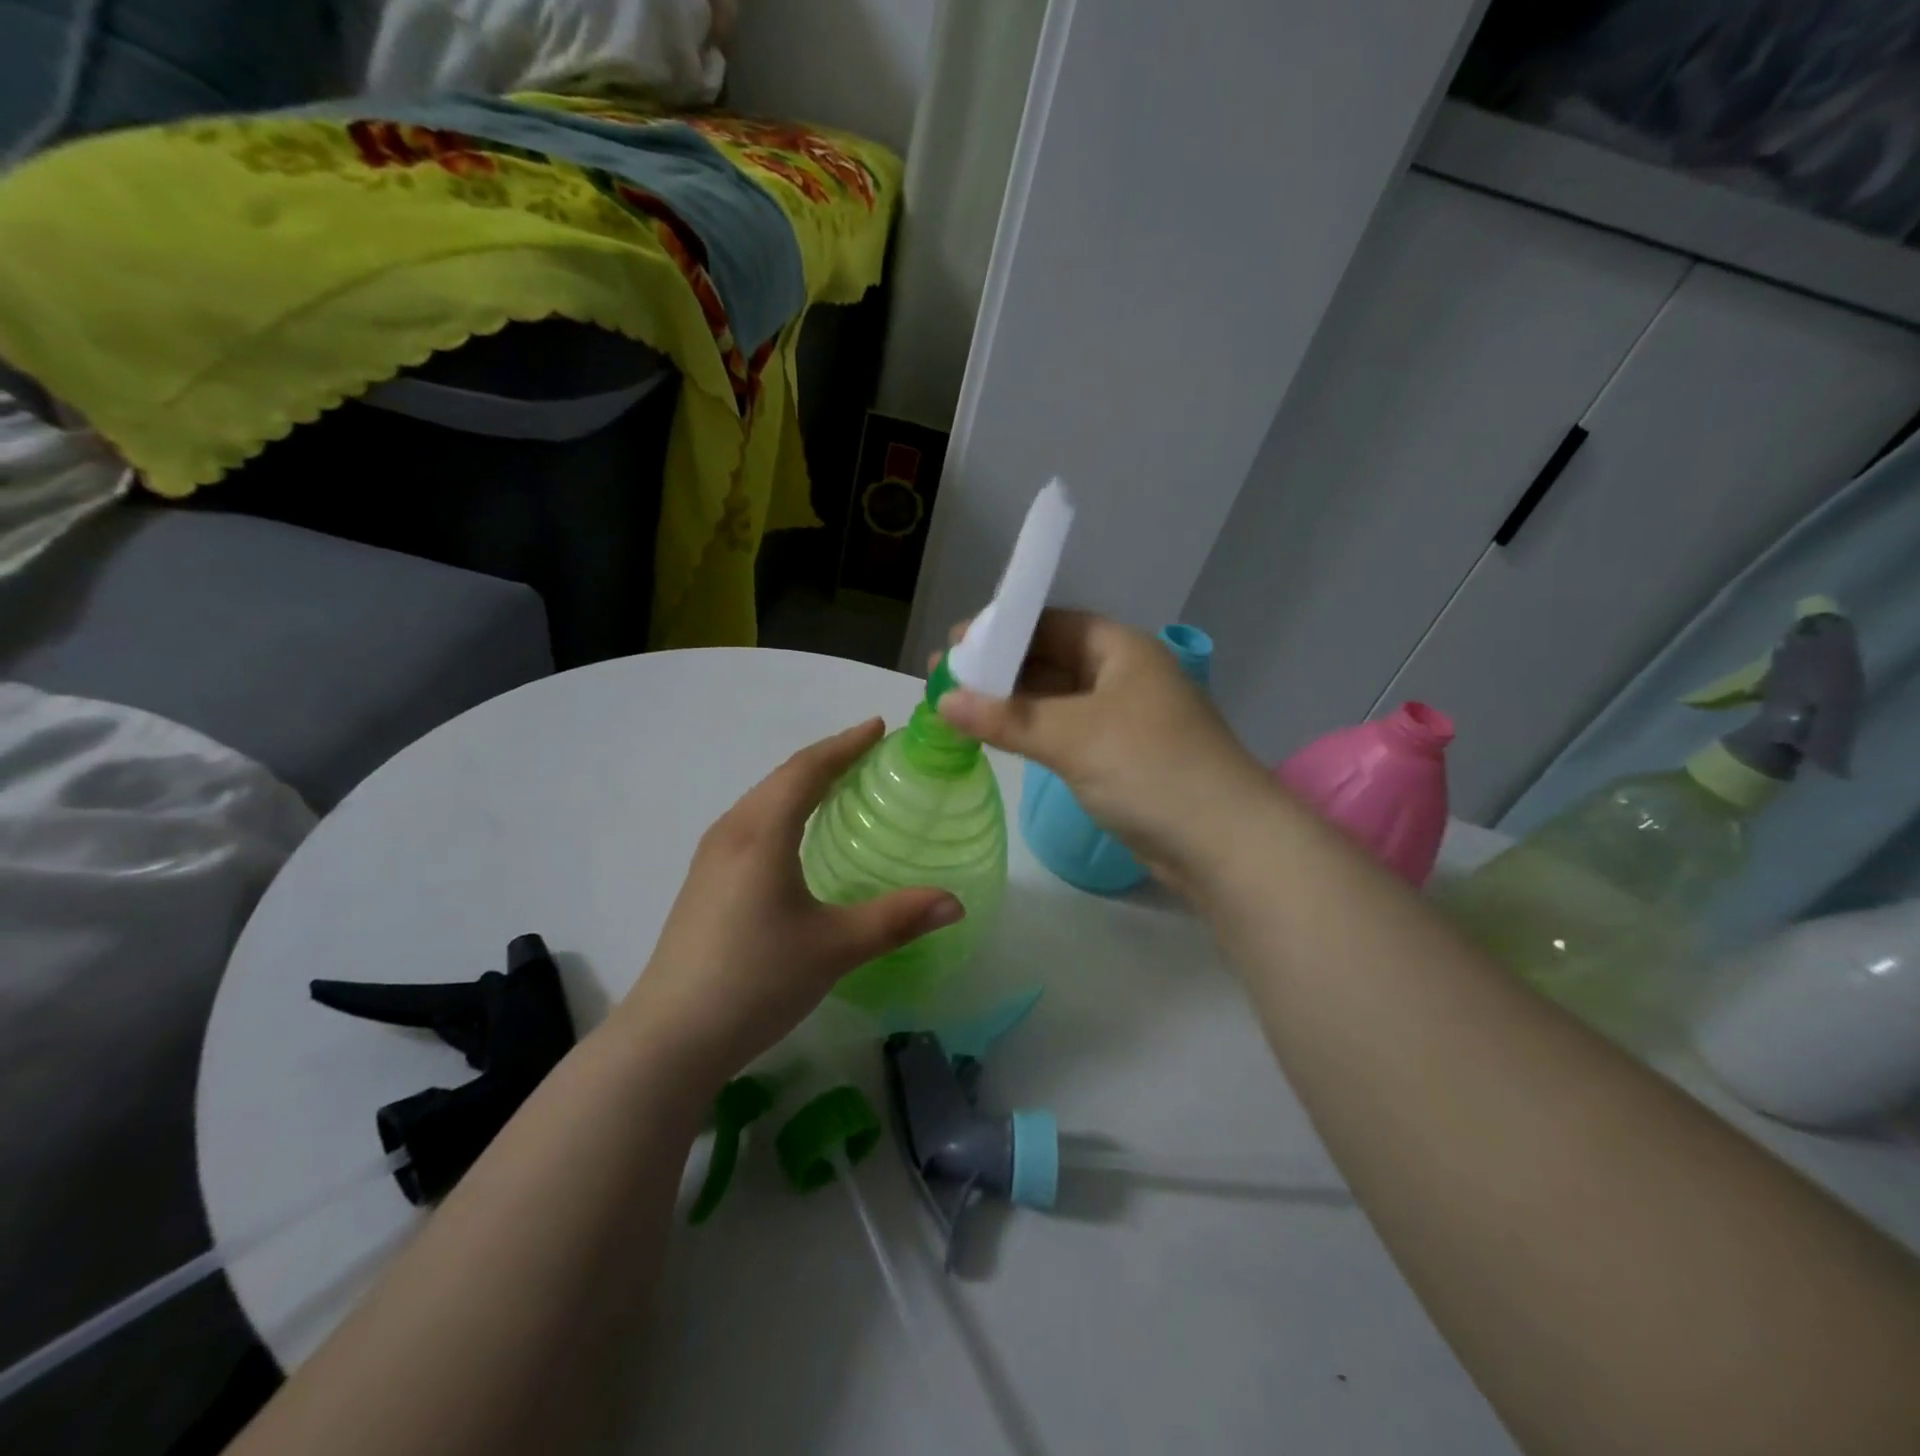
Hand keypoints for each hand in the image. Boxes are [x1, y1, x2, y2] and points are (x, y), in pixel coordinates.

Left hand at [616, 720, 963, 1083]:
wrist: (670, 1038)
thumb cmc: (755, 980)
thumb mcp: (834, 948)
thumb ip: (896, 919)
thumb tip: (955, 902)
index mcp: (761, 833)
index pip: (807, 770)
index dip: (845, 745)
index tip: (878, 727)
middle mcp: (731, 832)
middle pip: (783, 778)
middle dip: (827, 758)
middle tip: (868, 752)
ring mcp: (711, 858)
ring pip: (763, 800)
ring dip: (802, 783)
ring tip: (839, 784)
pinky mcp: (704, 883)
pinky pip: (751, 824)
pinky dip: (783, 810)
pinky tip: (797, 835)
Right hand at [935, 611, 1270, 883]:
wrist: (1224, 842)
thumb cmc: (1151, 769)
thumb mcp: (1074, 736)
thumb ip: (1007, 718)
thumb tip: (942, 701)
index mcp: (1121, 649)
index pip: (1050, 624)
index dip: (1000, 631)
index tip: (954, 646)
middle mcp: (1123, 675)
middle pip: (1050, 660)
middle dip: (998, 670)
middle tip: (944, 681)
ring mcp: (1123, 719)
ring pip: (1056, 700)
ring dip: (1011, 704)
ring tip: (957, 709)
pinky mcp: (1121, 758)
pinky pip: (1065, 732)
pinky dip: (1031, 732)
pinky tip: (997, 738)